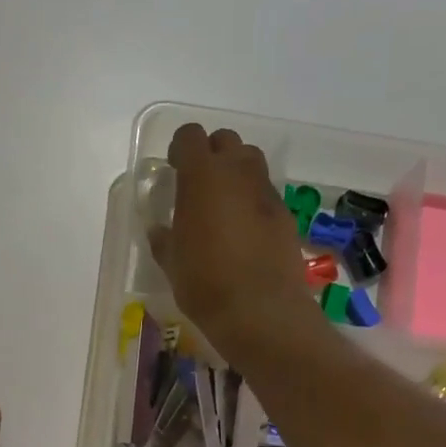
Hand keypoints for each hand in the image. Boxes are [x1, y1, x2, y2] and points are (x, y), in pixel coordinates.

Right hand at [150, 122, 322, 360]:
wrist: (260, 310)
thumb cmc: (204, 282)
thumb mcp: (171, 261)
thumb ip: (164, 238)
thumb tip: (160, 230)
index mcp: (202, 176)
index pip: (190, 137)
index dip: (180, 150)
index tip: (174, 171)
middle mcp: (237, 172)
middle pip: (226, 141)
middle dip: (212, 155)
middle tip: (199, 186)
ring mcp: (266, 191)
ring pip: (250, 162)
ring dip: (236, 173)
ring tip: (223, 205)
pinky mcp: (285, 214)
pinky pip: (265, 193)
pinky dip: (253, 201)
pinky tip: (245, 231)